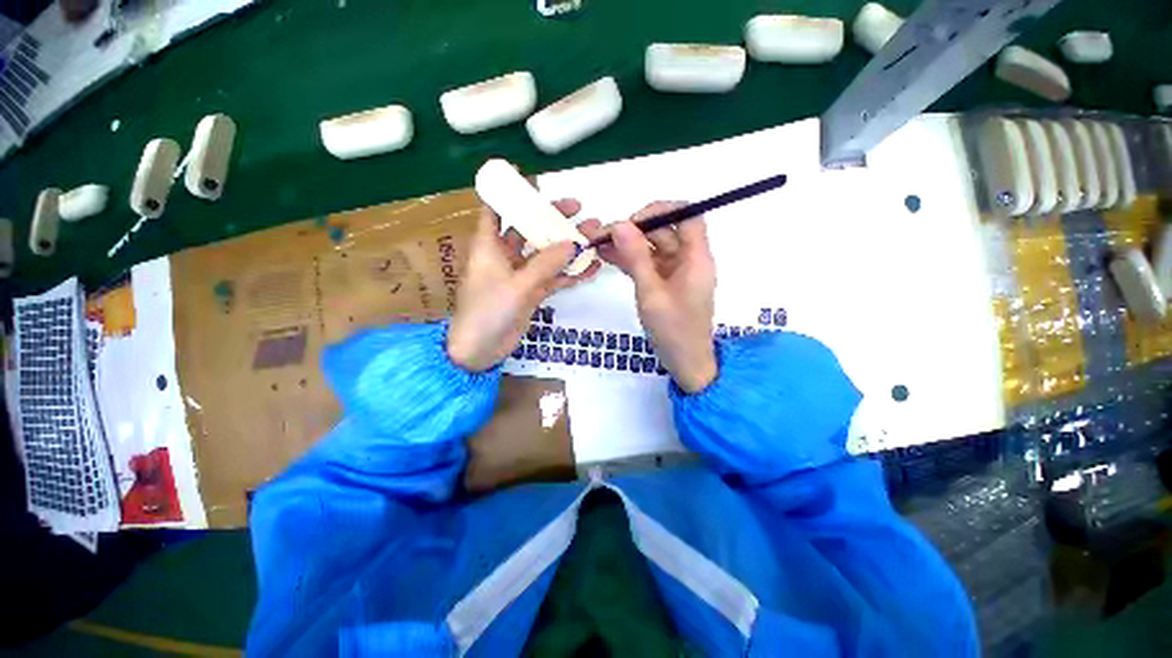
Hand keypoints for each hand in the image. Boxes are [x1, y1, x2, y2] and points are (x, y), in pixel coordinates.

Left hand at [447, 201, 601, 370]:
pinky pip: (554, 277)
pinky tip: (592, 269)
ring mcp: (521, 275)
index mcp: (489, 245)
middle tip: (578, 207)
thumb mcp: (518, 285)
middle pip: (530, 228)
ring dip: (568, 245)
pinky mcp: (532, 292)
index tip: (528, 174)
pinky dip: (571, 273)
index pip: (495, 208)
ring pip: (547, 253)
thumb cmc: (488, 312)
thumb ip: (546, 264)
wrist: (480, 351)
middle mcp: (505, 255)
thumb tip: (573, 243)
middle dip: (552, 216)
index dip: (508, 191)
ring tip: (594, 235)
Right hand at [589, 202, 717, 392]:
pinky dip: (630, 260)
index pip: (687, 215)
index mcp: (696, 257)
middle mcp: (688, 259)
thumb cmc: (673, 330)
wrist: (684, 362)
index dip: (661, 210)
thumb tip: (620, 224)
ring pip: (652, 247)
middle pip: (665, 231)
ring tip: (598, 244)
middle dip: (634, 229)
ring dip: (628, 244)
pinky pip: (648, 263)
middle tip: (603, 235)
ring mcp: (676, 271)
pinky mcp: (665, 283)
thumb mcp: (651, 293)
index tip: (632, 221)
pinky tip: (607, 257)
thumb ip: (636, 258)